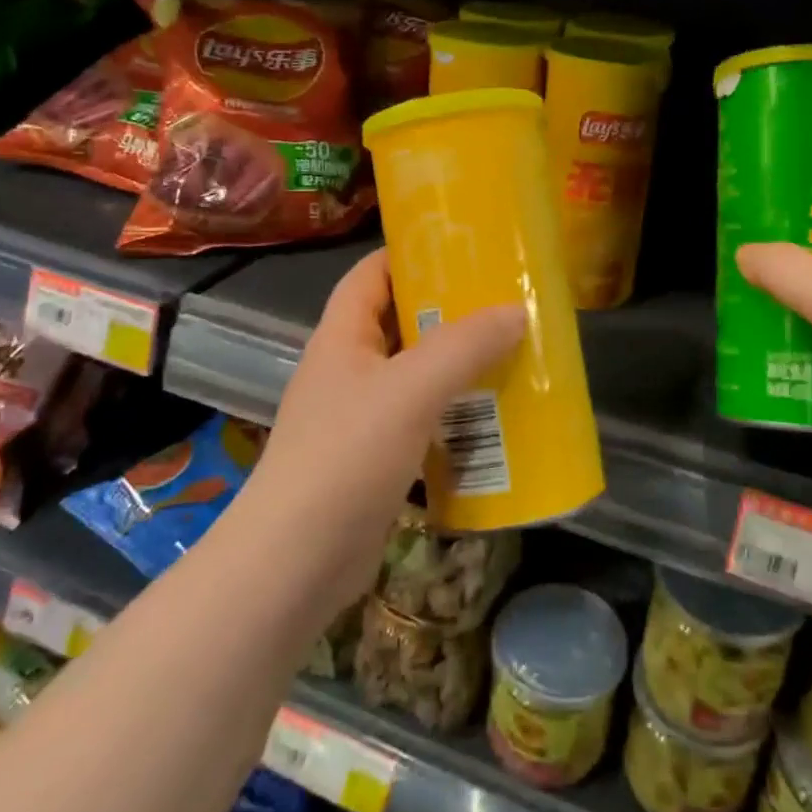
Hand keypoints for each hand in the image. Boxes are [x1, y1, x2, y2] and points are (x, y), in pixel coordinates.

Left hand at [251, 249, 526, 606]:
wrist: (295, 563)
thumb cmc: (346, 456)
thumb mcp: (410, 389)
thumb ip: (464, 345)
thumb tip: (516, 310)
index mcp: (342, 337)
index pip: (371, 274)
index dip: (409, 253)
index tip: (462, 247)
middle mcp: (347, 370)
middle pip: (399, 322)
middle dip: (448, 311)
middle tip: (504, 302)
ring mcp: (359, 417)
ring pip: (415, 374)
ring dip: (457, 365)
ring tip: (511, 353)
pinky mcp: (375, 460)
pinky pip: (421, 420)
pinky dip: (453, 413)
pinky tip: (492, 418)